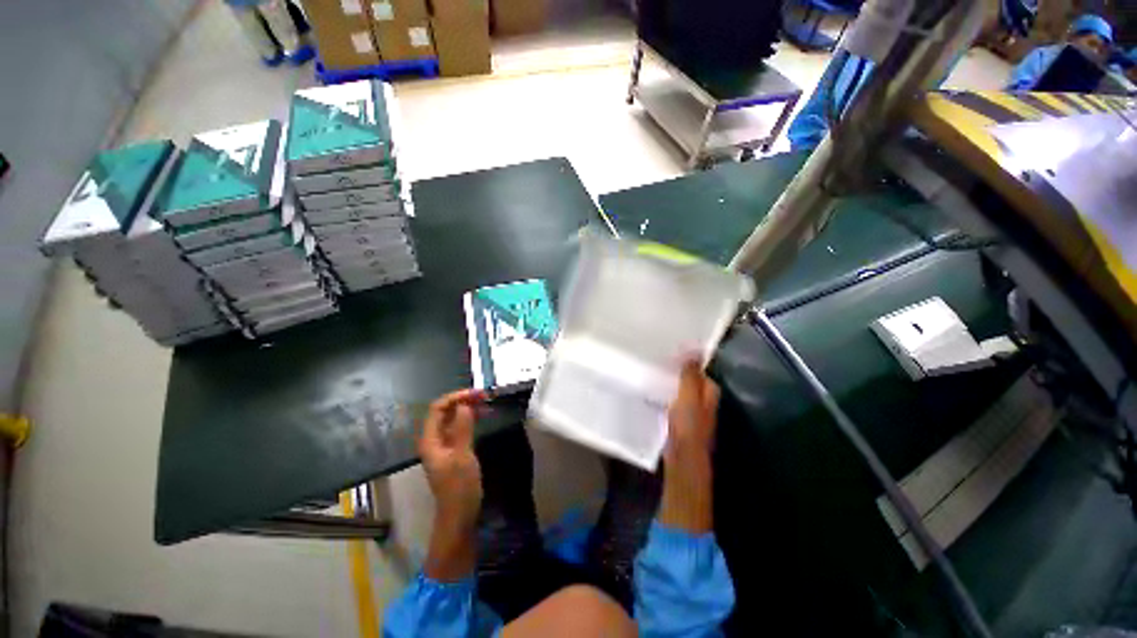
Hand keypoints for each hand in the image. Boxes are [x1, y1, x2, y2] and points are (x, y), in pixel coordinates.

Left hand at [419, 389, 483, 581]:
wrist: (459, 515)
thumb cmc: (459, 487)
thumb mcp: (462, 456)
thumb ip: (462, 429)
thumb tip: (465, 405)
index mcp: (431, 440)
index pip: (438, 408)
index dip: (456, 397)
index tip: (476, 394)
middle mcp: (435, 439)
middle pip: (445, 412)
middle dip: (463, 400)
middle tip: (485, 396)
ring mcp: (444, 445)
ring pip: (454, 419)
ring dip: (468, 408)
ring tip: (486, 403)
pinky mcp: (454, 450)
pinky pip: (460, 428)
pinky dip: (471, 419)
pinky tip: (483, 417)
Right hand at [659, 360, 719, 533]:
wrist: (683, 461)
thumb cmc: (688, 427)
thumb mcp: (688, 397)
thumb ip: (690, 374)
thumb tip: (695, 347)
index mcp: (709, 392)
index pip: (700, 369)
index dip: (688, 359)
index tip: (671, 349)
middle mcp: (703, 401)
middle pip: (691, 379)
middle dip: (678, 369)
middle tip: (658, 357)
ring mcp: (692, 412)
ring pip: (682, 390)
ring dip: (671, 381)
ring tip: (653, 369)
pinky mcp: (681, 421)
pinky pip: (674, 400)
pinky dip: (666, 393)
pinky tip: (653, 390)